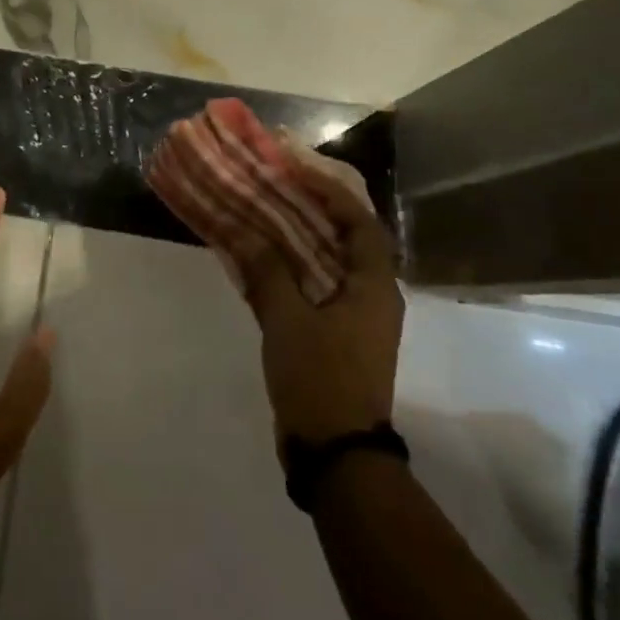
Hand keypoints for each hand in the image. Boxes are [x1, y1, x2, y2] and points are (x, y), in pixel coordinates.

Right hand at [231, 145, 403, 447]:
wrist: (335, 452)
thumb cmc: (320, 379)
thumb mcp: (288, 322)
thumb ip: (267, 272)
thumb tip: (245, 232)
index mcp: (374, 286)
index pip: (359, 221)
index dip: (329, 190)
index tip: (294, 167)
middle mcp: (370, 295)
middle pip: (343, 238)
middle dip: (311, 208)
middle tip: (275, 183)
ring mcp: (353, 317)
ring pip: (325, 262)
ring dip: (296, 237)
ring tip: (262, 211)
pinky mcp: (334, 335)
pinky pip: (312, 287)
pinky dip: (289, 268)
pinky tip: (258, 258)